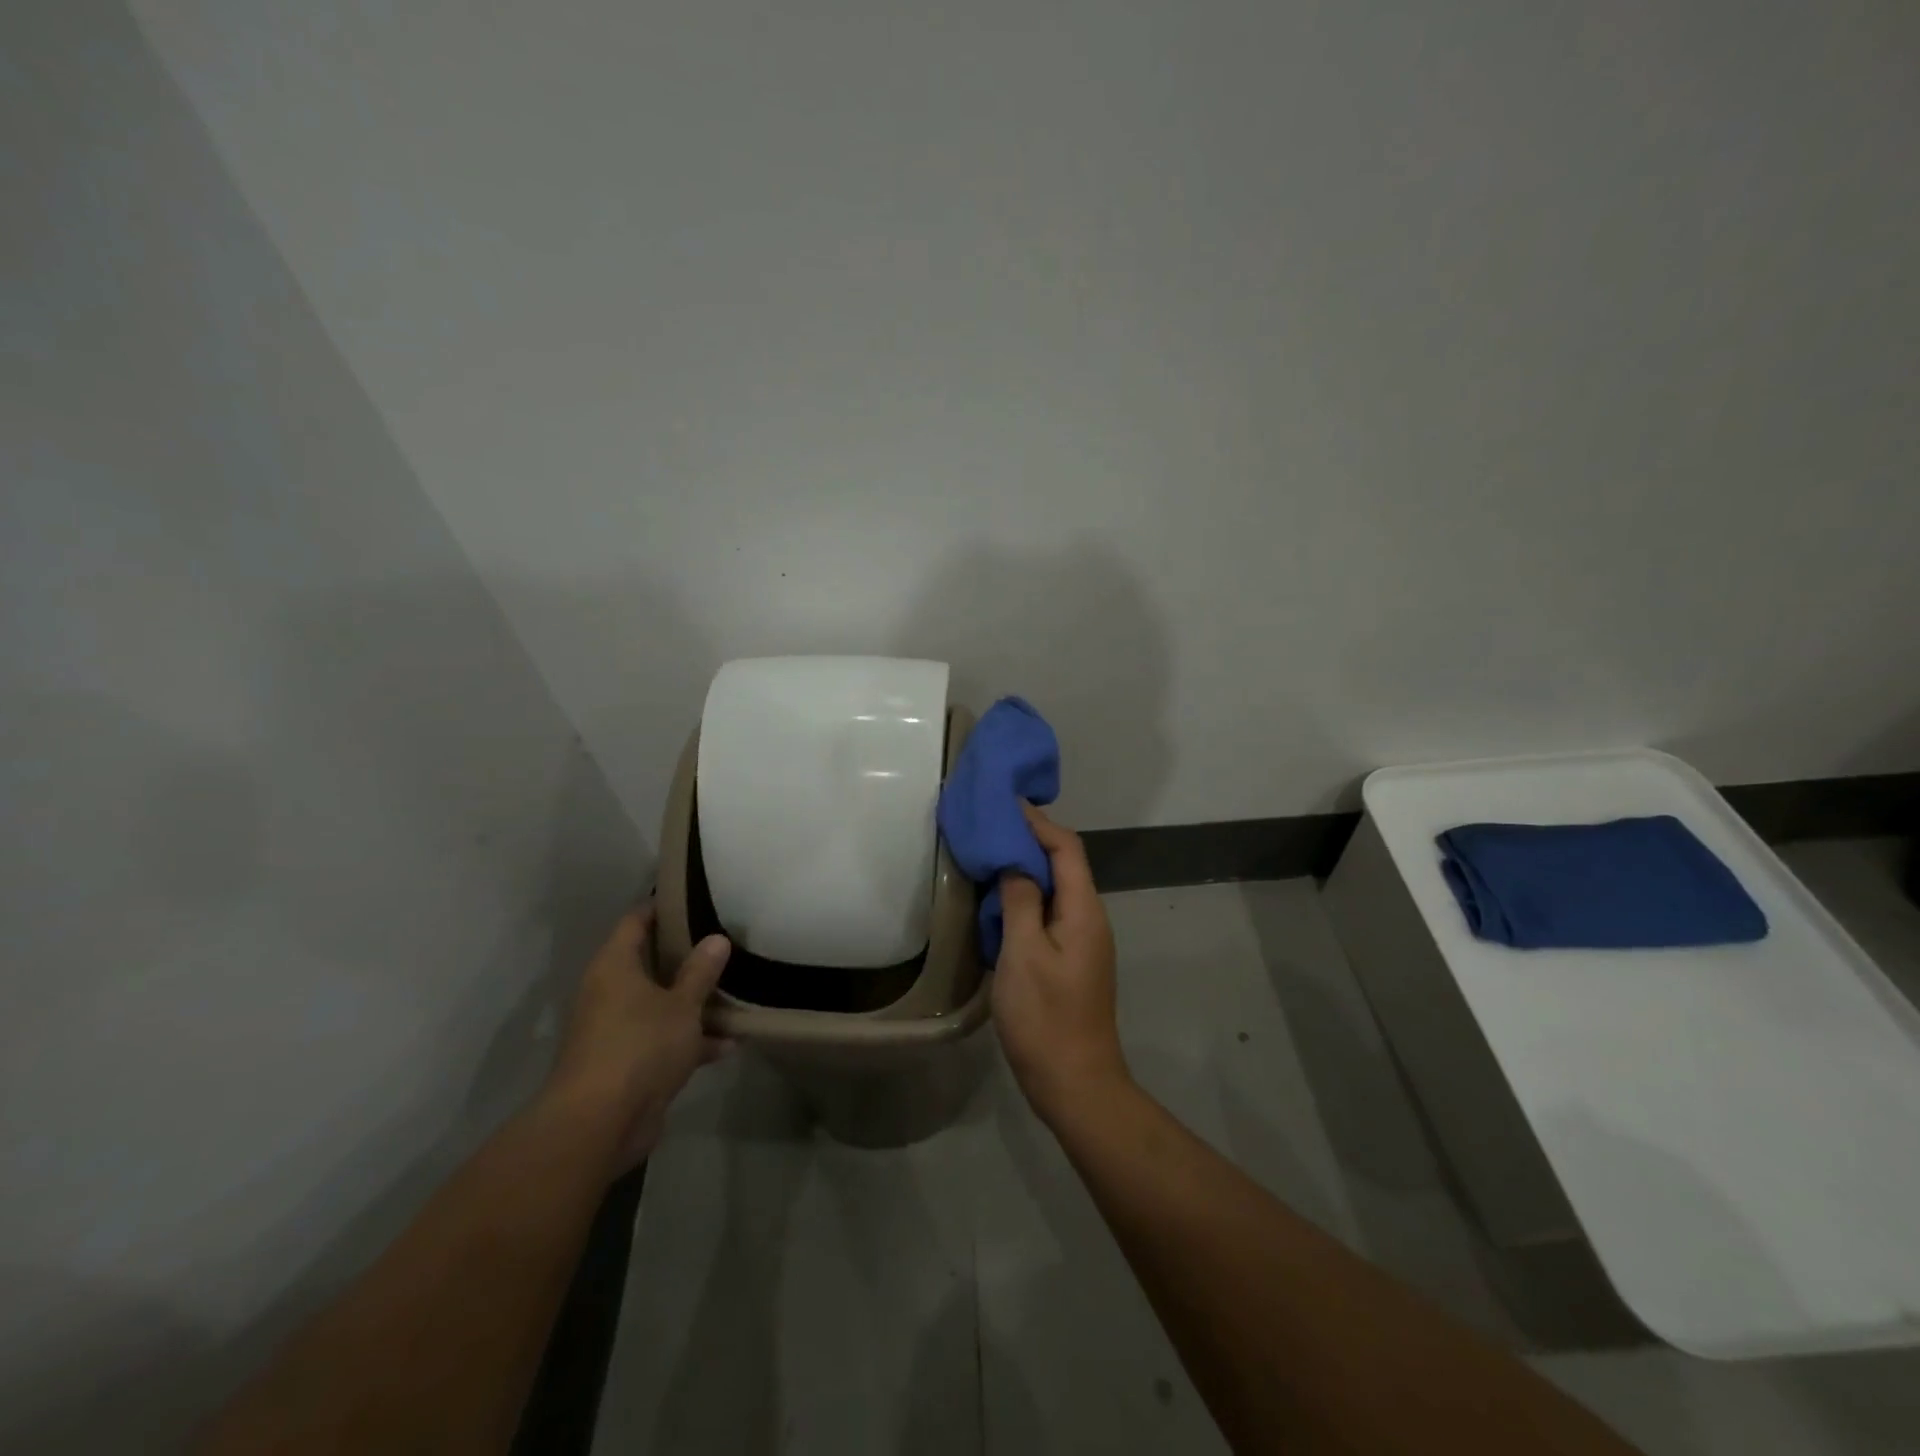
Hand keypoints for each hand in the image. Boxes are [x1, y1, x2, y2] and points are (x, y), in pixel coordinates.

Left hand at [546, 903, 731, 1171]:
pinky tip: (727, 1046)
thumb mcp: (682, 1005)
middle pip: (649, 964)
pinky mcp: (624, 1065)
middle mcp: (608, 992)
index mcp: (614, 966)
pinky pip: (661, 1040)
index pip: (635, 921)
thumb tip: (716, 938)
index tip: (692, 899)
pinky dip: (689, 1042)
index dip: (661, 907)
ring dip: (692, 1004)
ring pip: (658, 1005)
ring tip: (734, 996)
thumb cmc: (640, 1046)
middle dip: (685, 958)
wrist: (599, 1124)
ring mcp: (614, 1030)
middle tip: (723, 945)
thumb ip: (701, 972)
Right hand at [994, 804, 1129, 1125]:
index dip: (1037, 822)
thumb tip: (1016, 864)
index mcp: (1084, 911)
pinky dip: (1025, 899)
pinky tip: (998, 904)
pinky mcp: (1070, 961)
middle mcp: (1089, 919)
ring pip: (1055, 891)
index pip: (1066, 848)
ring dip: (1025, 870)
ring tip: (988, 857)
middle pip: (1064, 865)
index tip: (1005, 803)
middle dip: (1029, 841)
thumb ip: (1021, 901)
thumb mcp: (1023, 954)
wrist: (1076, 1084)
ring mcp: (1082, 942)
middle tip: (990, 827)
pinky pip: (1048, 915)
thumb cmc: (1046, 1018)